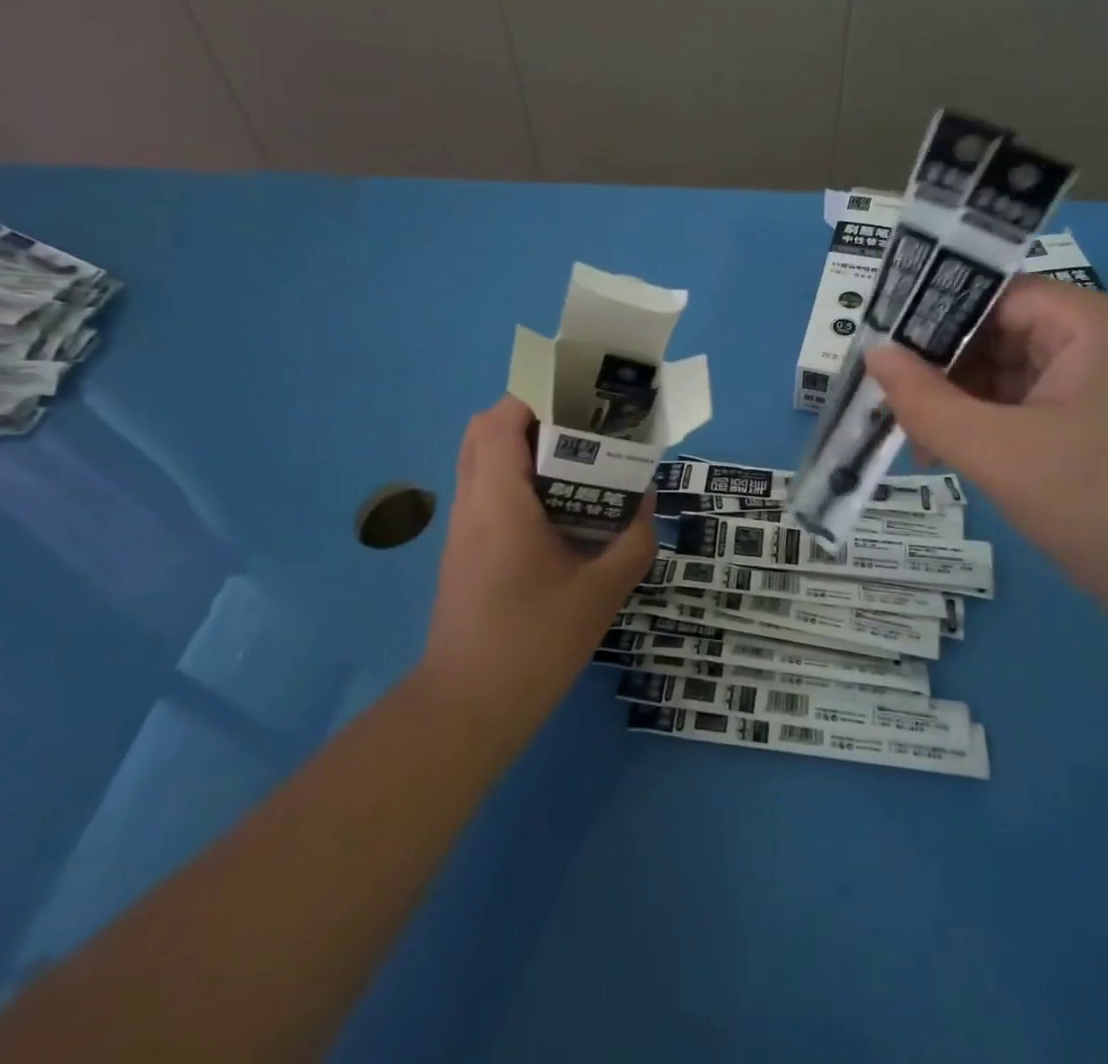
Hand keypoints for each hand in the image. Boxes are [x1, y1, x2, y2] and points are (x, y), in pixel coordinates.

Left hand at [416, 396, 656, 744]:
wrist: (467, 709)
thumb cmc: (534, 645)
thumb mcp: (601, 593)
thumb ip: (632, 541)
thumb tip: (646, 500)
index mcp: (500, 503)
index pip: (500, 421)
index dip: (535, 397)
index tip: (579, 401)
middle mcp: (471, 504)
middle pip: (483, 431)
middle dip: (529, 416)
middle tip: (579, 429)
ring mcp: (461, 529)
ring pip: (479, 460)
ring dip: (520, 447)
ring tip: (573, 463)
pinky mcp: (462, 551)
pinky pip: (483, 491)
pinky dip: (513, 478)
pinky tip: (555, 510)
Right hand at [863, 279, 1107, 622]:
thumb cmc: (1104, 506)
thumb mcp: (1000, 453)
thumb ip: (926, 402)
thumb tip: (872, 353)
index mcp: (1094, 326)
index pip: (998, 295)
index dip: (935, 316)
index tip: (881, 346)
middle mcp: (1107, 347)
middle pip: (1003, 336)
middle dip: (944, 371)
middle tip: (888, 402)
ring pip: (1014, 380)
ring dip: (963, 406)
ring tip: (914, 439)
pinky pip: (1033, 415)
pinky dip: (991, 431)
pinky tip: (952, 458)